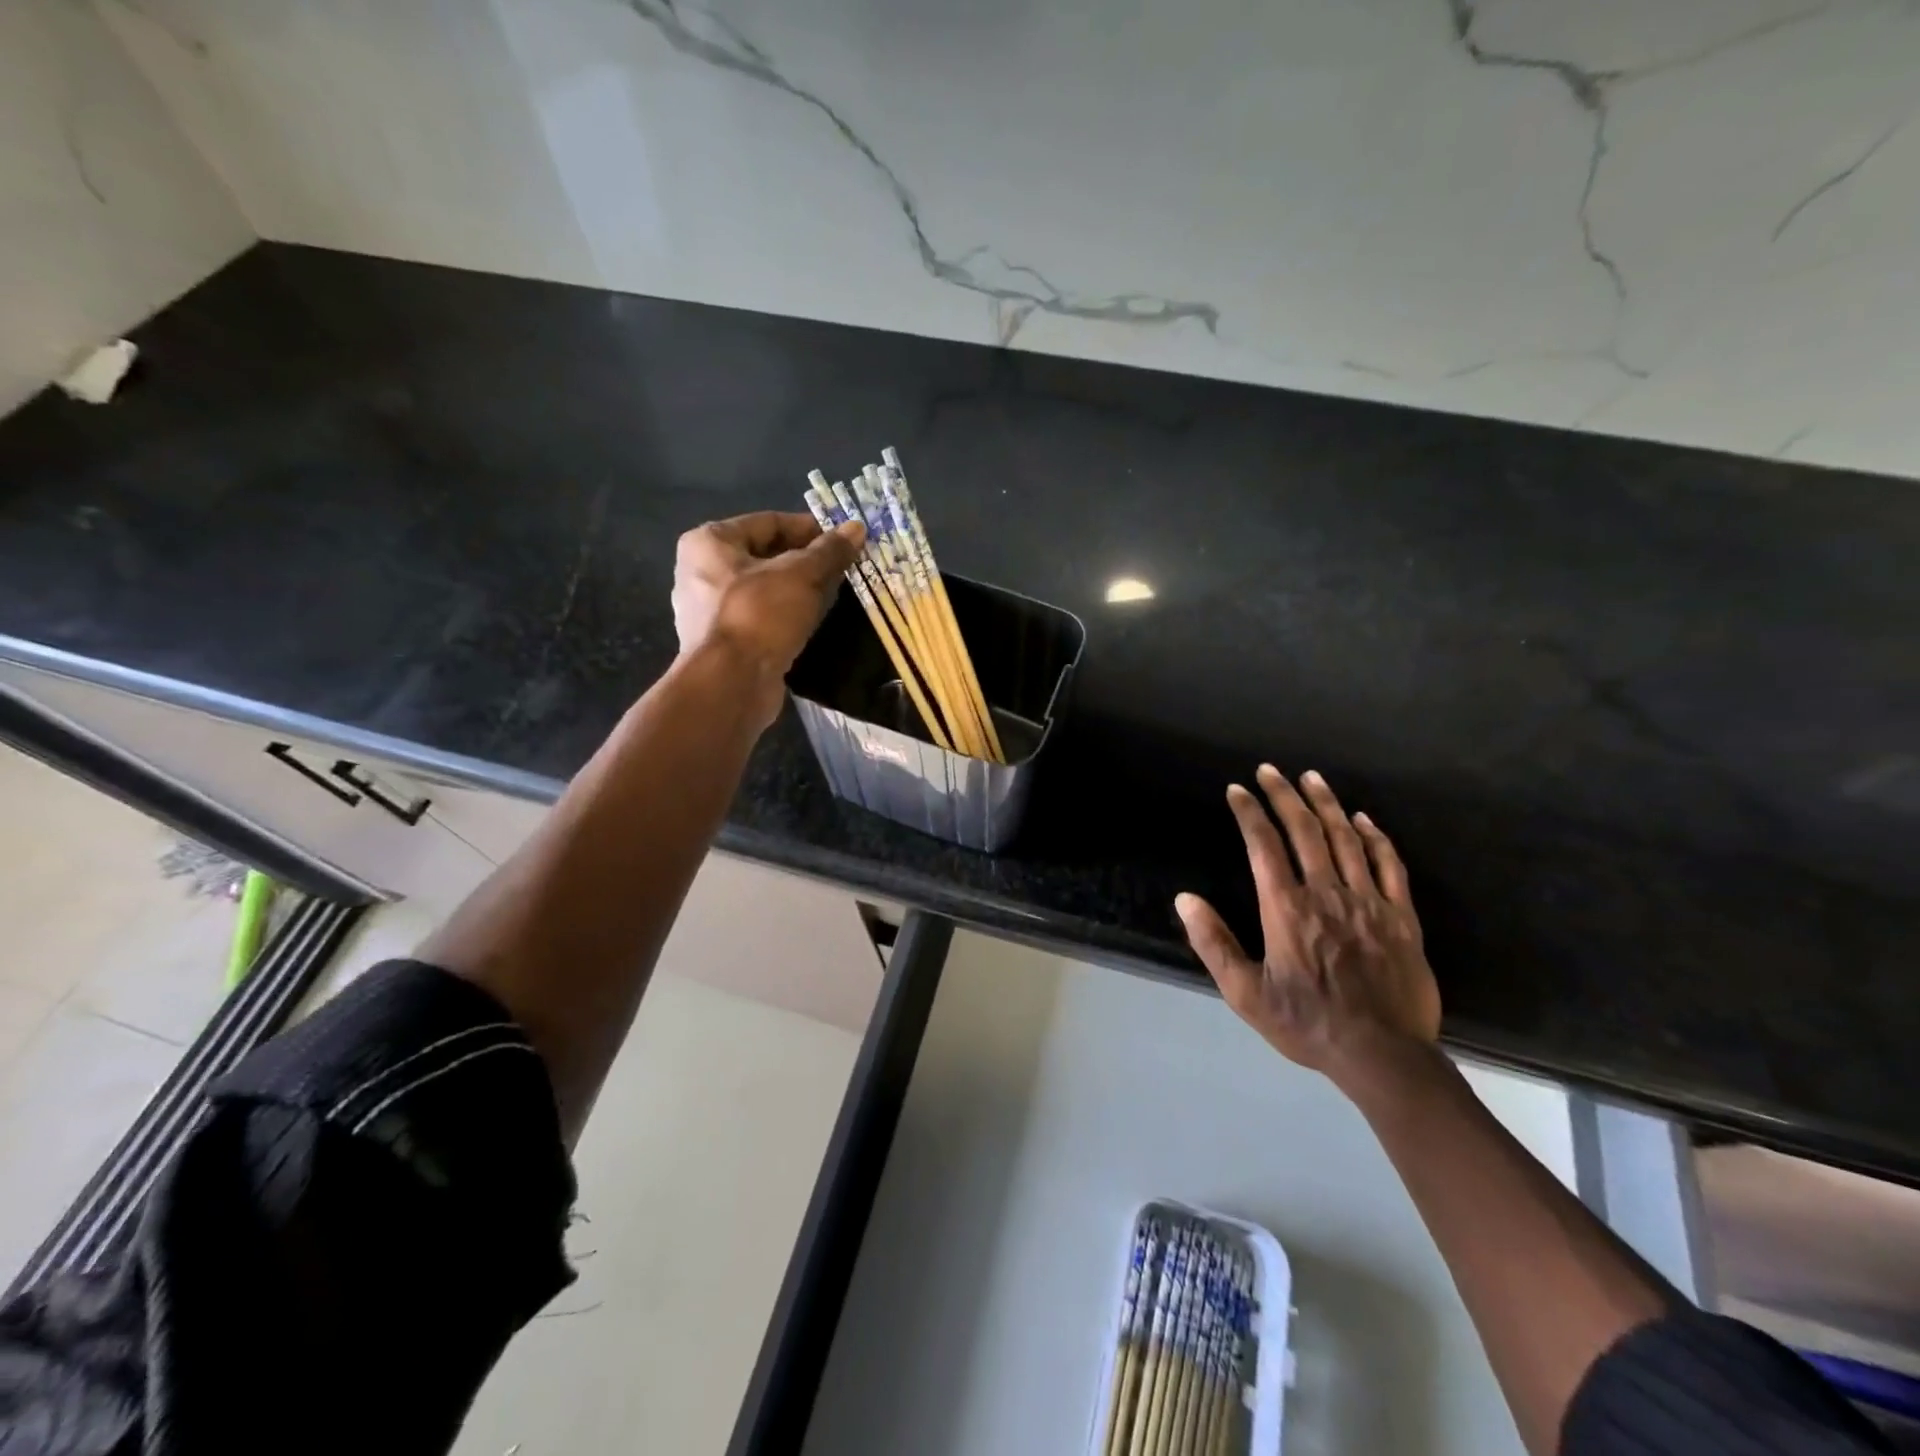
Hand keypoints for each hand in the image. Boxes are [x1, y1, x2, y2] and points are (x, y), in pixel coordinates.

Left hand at [671, 511, 864, 728]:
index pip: (768, 522)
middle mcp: (701, 571)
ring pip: (764, 589)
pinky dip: (786, 615)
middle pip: (765, 556)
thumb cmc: (760, 615)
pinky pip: (761, 618)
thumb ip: (829, 551)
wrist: (732, 684)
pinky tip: (814, 622)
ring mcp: (709, 611)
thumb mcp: (801, 575)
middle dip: (806, 561)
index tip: (842, 539)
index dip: (809, 528)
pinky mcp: (723, 643)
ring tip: (835, 594)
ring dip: (798, 590)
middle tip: (844, 566)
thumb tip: (856, 528)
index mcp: (708, 542)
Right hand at [1175, 765, 1439, 1088]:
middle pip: (1304, 830)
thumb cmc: (1307, 1023)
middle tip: (1270, 770)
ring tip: (1312, 778)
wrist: (1383, 1055)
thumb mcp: (1245, 993)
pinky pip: (1390, 866)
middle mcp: (1327, 893)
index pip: (1264, 845)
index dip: (1249, 813)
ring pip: (1347, 839)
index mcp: (1286, 908)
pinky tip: (1365, 820)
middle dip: (1284, 795)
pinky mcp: (1402, 918)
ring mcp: (1369, 902)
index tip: (1237, 790)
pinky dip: (1376, 838)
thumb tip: (1185, 899)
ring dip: (1327, 804)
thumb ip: (1213, 943)